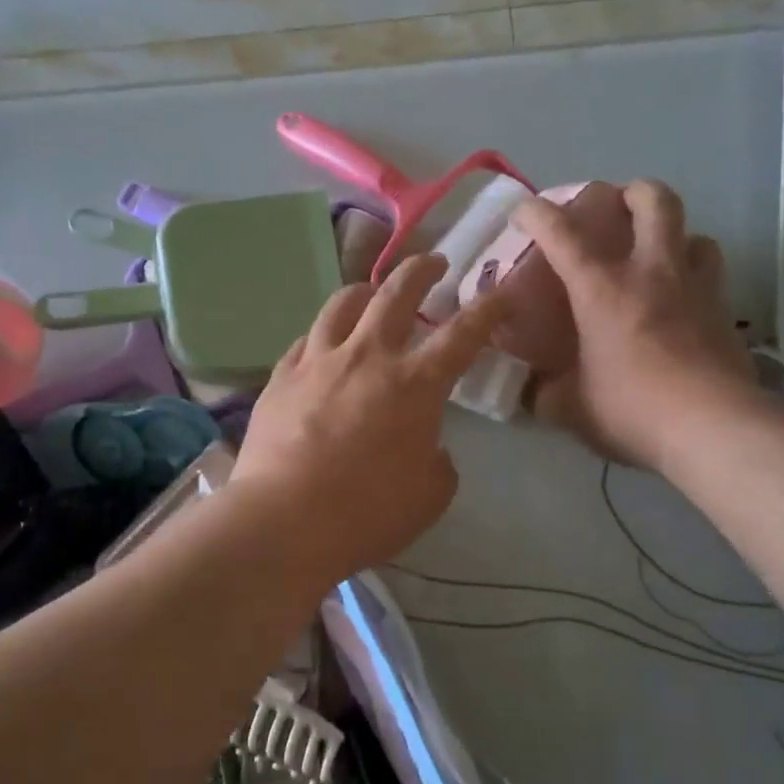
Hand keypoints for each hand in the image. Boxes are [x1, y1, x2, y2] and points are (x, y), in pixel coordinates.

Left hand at [232, 254, 504, 582]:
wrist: (285, 520)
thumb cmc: (367, 512)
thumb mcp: (430, 494)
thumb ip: (438, 460)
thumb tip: (427, 446)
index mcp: (415, 383)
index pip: (463, 333)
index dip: (488, 309)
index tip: (502, 292)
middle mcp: (368, 356)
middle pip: (397, 292)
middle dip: (422, 269)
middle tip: (434, 262)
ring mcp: (318, 361)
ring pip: (342, 303)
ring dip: (365, 290)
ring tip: (371, 293)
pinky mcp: (281, 377)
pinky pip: (306, 340)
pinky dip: (324, 335)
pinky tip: (324, 345)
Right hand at [514, 179, 757, 469]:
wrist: (711, 428)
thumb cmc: (630, 409)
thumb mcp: (570, 408)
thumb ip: (544, 393)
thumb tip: (531, 390)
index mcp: (602, 290)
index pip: (562, 235)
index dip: (537, 214)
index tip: (524, 212)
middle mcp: (652, 274)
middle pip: (654, 202)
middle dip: (632, 193)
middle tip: (617, 208)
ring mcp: (696, 289)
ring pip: (695, 234)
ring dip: (675, 236)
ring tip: (659, 257)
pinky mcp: (725, 314)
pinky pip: (712, 277)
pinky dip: (696, 278)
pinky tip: (684, 304)